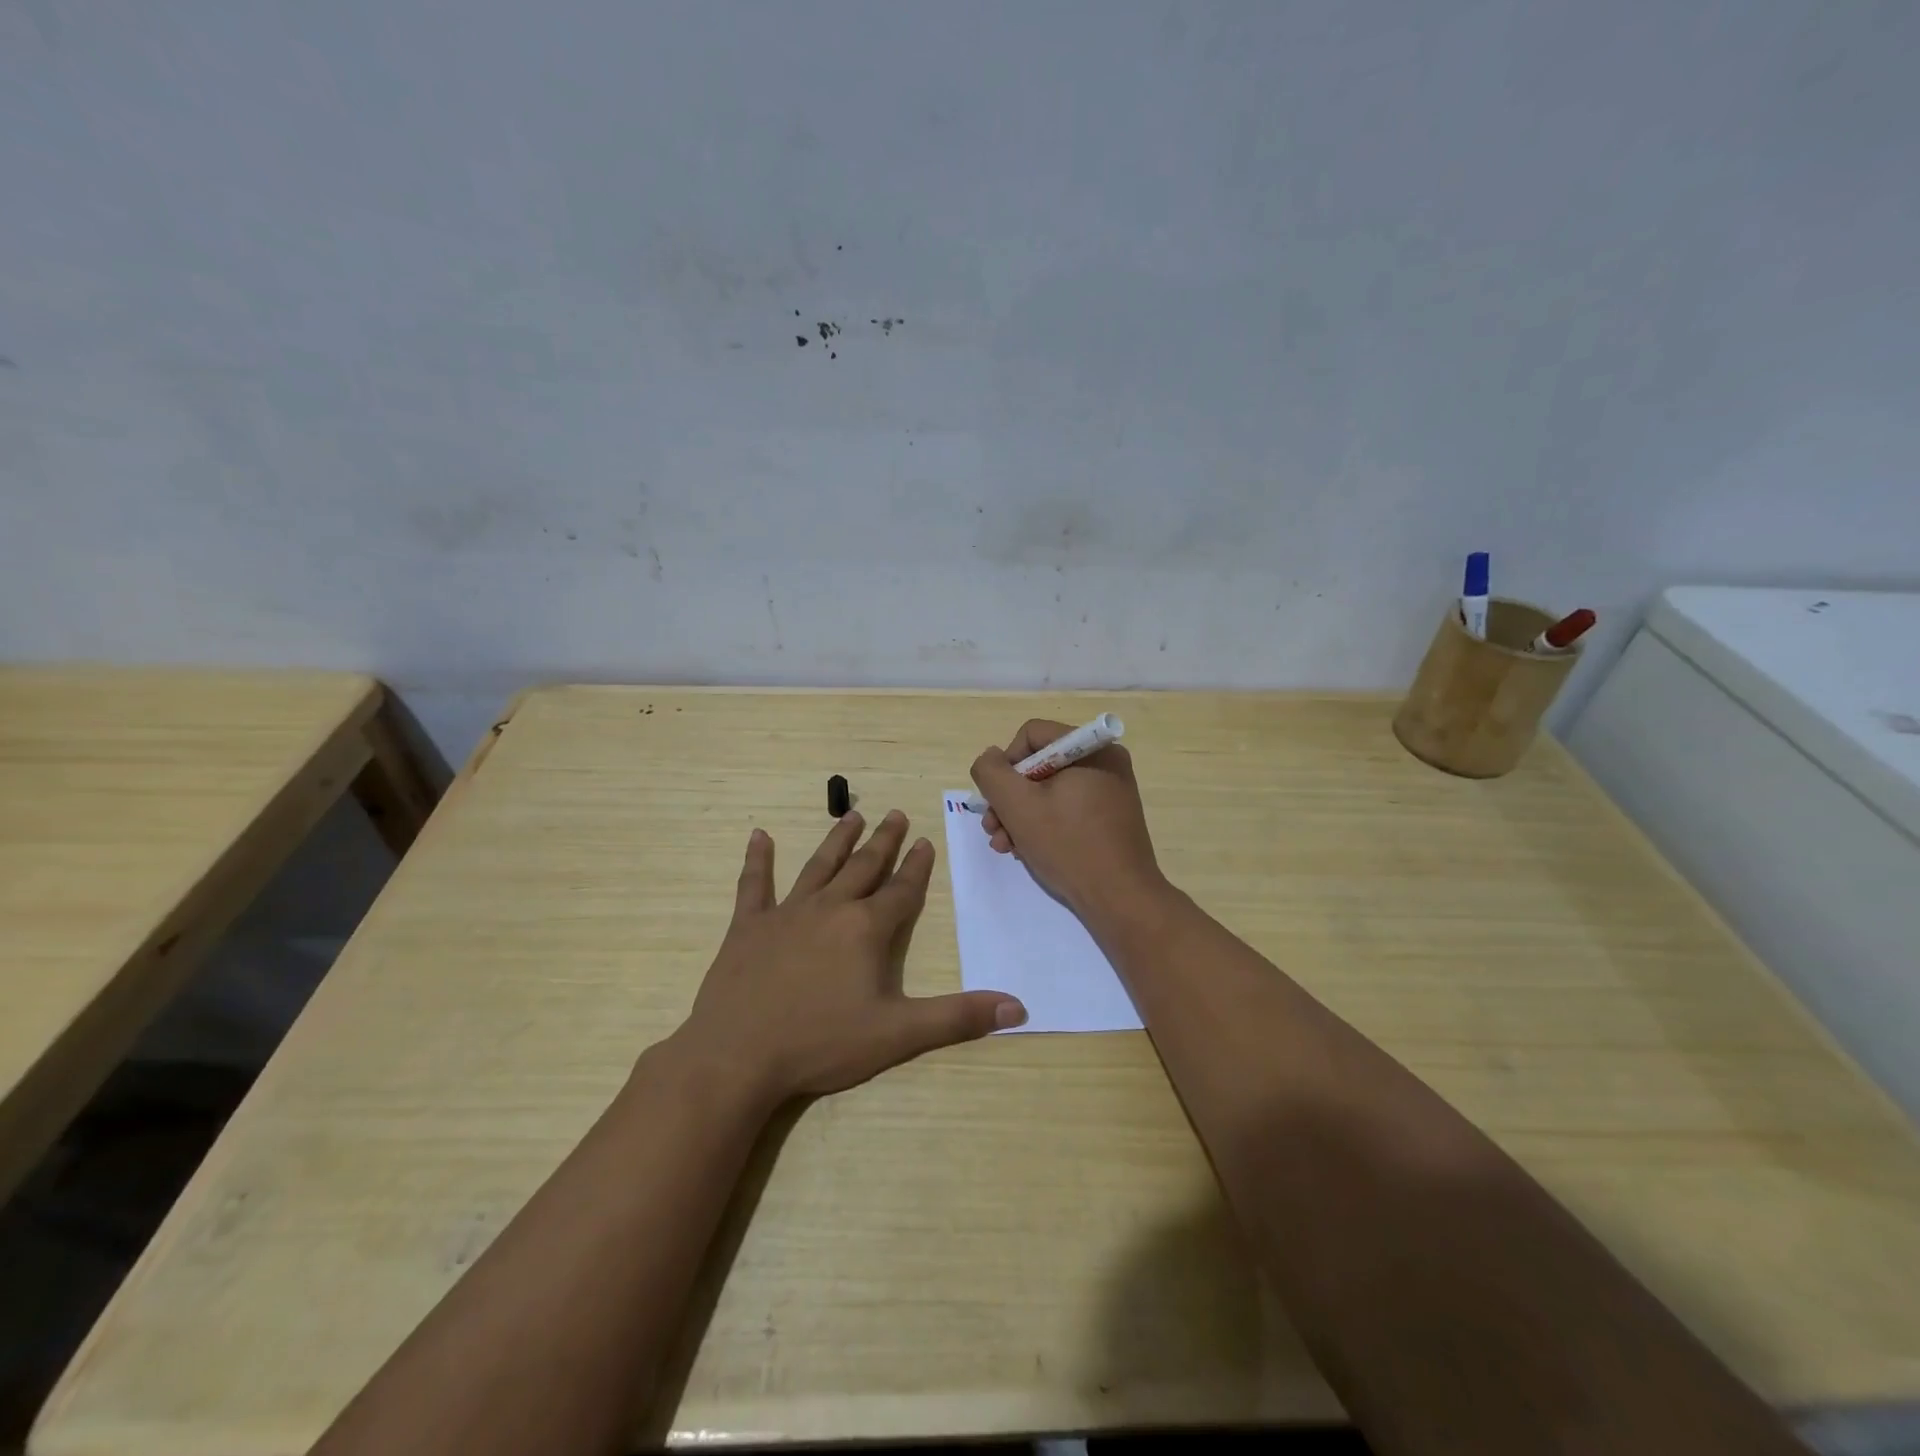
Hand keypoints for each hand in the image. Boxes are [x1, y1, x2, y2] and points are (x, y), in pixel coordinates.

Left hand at [673, 810, 1026, 1109]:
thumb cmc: (821, 1043)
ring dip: (837, 840)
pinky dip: (757, 860)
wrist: (738, 1056)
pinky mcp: (748, 926)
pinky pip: (754, 885)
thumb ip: (957, 1017)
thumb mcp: (898, 1034)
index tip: (926, 841)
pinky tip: (759, 836)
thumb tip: (1018, 1008)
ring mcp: (786, 913)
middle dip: (884, 842)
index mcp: (866, 929)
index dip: (916, 867)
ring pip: (818, 866)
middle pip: (863, 867)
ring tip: (852, 815)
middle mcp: (830, 909)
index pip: (901, 890)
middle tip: (896, 815)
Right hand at [969, 719, 1166, 922]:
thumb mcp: (1017, 805)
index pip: (1031, 735)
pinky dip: (1043, 825)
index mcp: (1091, 748)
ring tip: (1005, 846)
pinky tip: (1026, 850)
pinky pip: (1067, 808)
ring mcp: (1110, 790)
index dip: (1006, 765)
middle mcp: (1105, 761)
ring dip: (1020, 816)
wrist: (1120, 899)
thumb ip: (991, 773)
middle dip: (1009, 798)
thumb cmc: (1068, 845)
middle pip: (1039, 765)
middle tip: (992, 829)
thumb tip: (990, 758)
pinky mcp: (1110, 817)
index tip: (997, 800)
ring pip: (1049, 790)